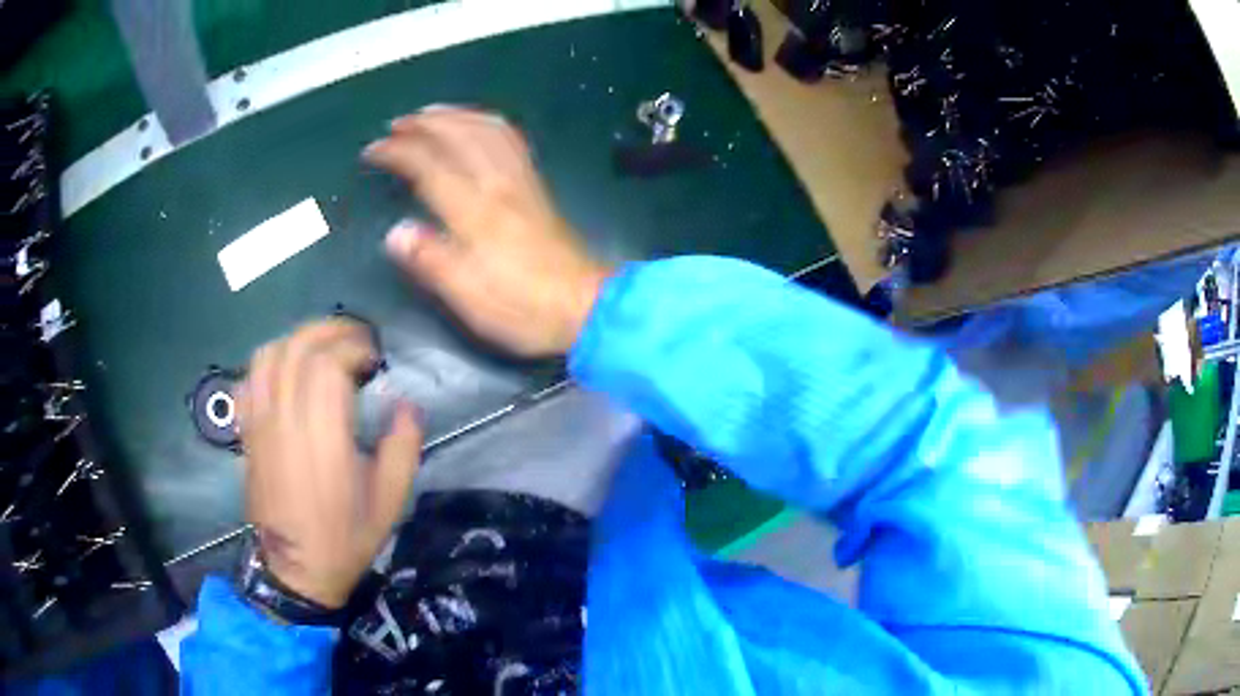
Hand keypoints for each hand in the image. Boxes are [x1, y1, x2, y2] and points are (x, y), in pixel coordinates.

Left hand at [236, 319, 422, 608]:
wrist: (297, 570)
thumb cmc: (346, 537)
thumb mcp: (390, 501)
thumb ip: (403, 447)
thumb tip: (406, 404)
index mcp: (323, 438)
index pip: (328, 365)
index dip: (354, 349)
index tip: (374, 360)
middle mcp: (285, 422)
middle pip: (296, 349)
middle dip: (328, 330)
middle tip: (354, 337)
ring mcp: (260, 426)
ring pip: (267, 357)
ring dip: (296, 340)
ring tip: (321, 347)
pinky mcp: (247, 434)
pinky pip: (248, 381)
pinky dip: (268, 363)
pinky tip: (286, 372)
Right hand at [363, 106, 610, 356]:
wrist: (588, 306)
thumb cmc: (525, 309)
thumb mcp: (470, 298)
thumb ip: (431, 262)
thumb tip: (395, 233)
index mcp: (476, 211)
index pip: (429, 166)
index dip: (398, 152)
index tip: (372, 150)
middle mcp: (499, 185)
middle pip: (460, 136)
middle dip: (424, 124)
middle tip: (396, 124)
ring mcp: (522, 181)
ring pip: (488, 129)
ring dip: (456, 115)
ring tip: (430, 114)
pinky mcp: (537, 186)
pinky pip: (511, 139)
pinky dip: (487, 123)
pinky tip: (478, 125)